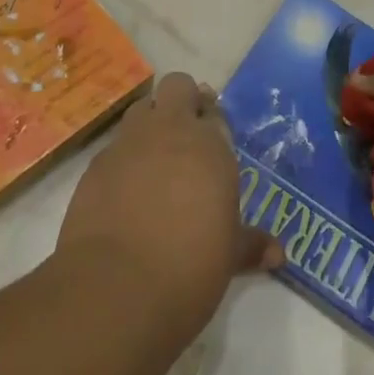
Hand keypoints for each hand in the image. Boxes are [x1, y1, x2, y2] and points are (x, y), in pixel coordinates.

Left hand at [56, 72, 281, 343]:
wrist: (116, 288)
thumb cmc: (189, 266)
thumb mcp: (228, 256)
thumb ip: (250, 245)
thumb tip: (278, 254)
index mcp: (210, 144)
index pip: (215, 112)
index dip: (214, 123)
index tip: (214, 145)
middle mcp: (170, 131)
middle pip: (178, 86)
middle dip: (183, 100)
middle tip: (187, 134)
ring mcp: (129, 144)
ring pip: (142, 108)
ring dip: (150, 123)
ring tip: (155, 160)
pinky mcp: (95, 166)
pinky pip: (114, 147)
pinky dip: (122, 159)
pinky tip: (125, 192)